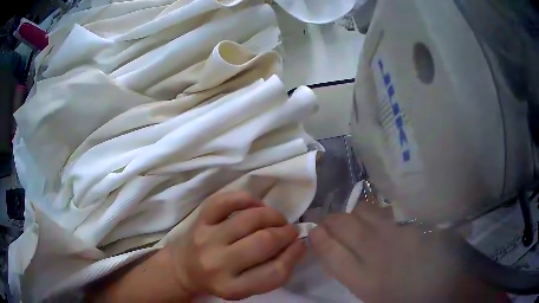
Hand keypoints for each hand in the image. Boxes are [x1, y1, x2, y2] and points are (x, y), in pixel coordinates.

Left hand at [165, 191, 305, 299]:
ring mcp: (206, 238)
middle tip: (290, 231)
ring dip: (273, 216)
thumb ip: (272, 271)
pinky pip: (227, 201)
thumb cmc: (220, 280)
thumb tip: (297, 244)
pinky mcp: (199, 220)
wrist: (184, 269)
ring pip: (250, 219)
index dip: (294, 256)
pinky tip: (256, 206)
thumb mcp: (246, 288)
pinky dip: (247, 199)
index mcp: (232, 287)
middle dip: (286, 233)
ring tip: (277, 220)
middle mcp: (217, 263)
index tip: (300, 245)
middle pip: (264, 242)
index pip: (274, 272)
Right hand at [309, 195, 498, 301]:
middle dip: (331, 221)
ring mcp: (400, 234)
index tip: (312, 230)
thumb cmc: (401, 297)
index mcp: (366, 279)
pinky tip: (375, 215)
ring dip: (353, 213)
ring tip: (351, 218)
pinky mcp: (415, 224)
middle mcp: (380, 252)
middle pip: (345, 226)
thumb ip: (351, 272)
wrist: (443, 288)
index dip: (318, 238)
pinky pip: (387, 211)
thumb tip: (334, 250)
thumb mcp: (369, 294)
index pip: (331, 253)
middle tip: (328, 223)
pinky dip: (376, 211)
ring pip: (365, 211)